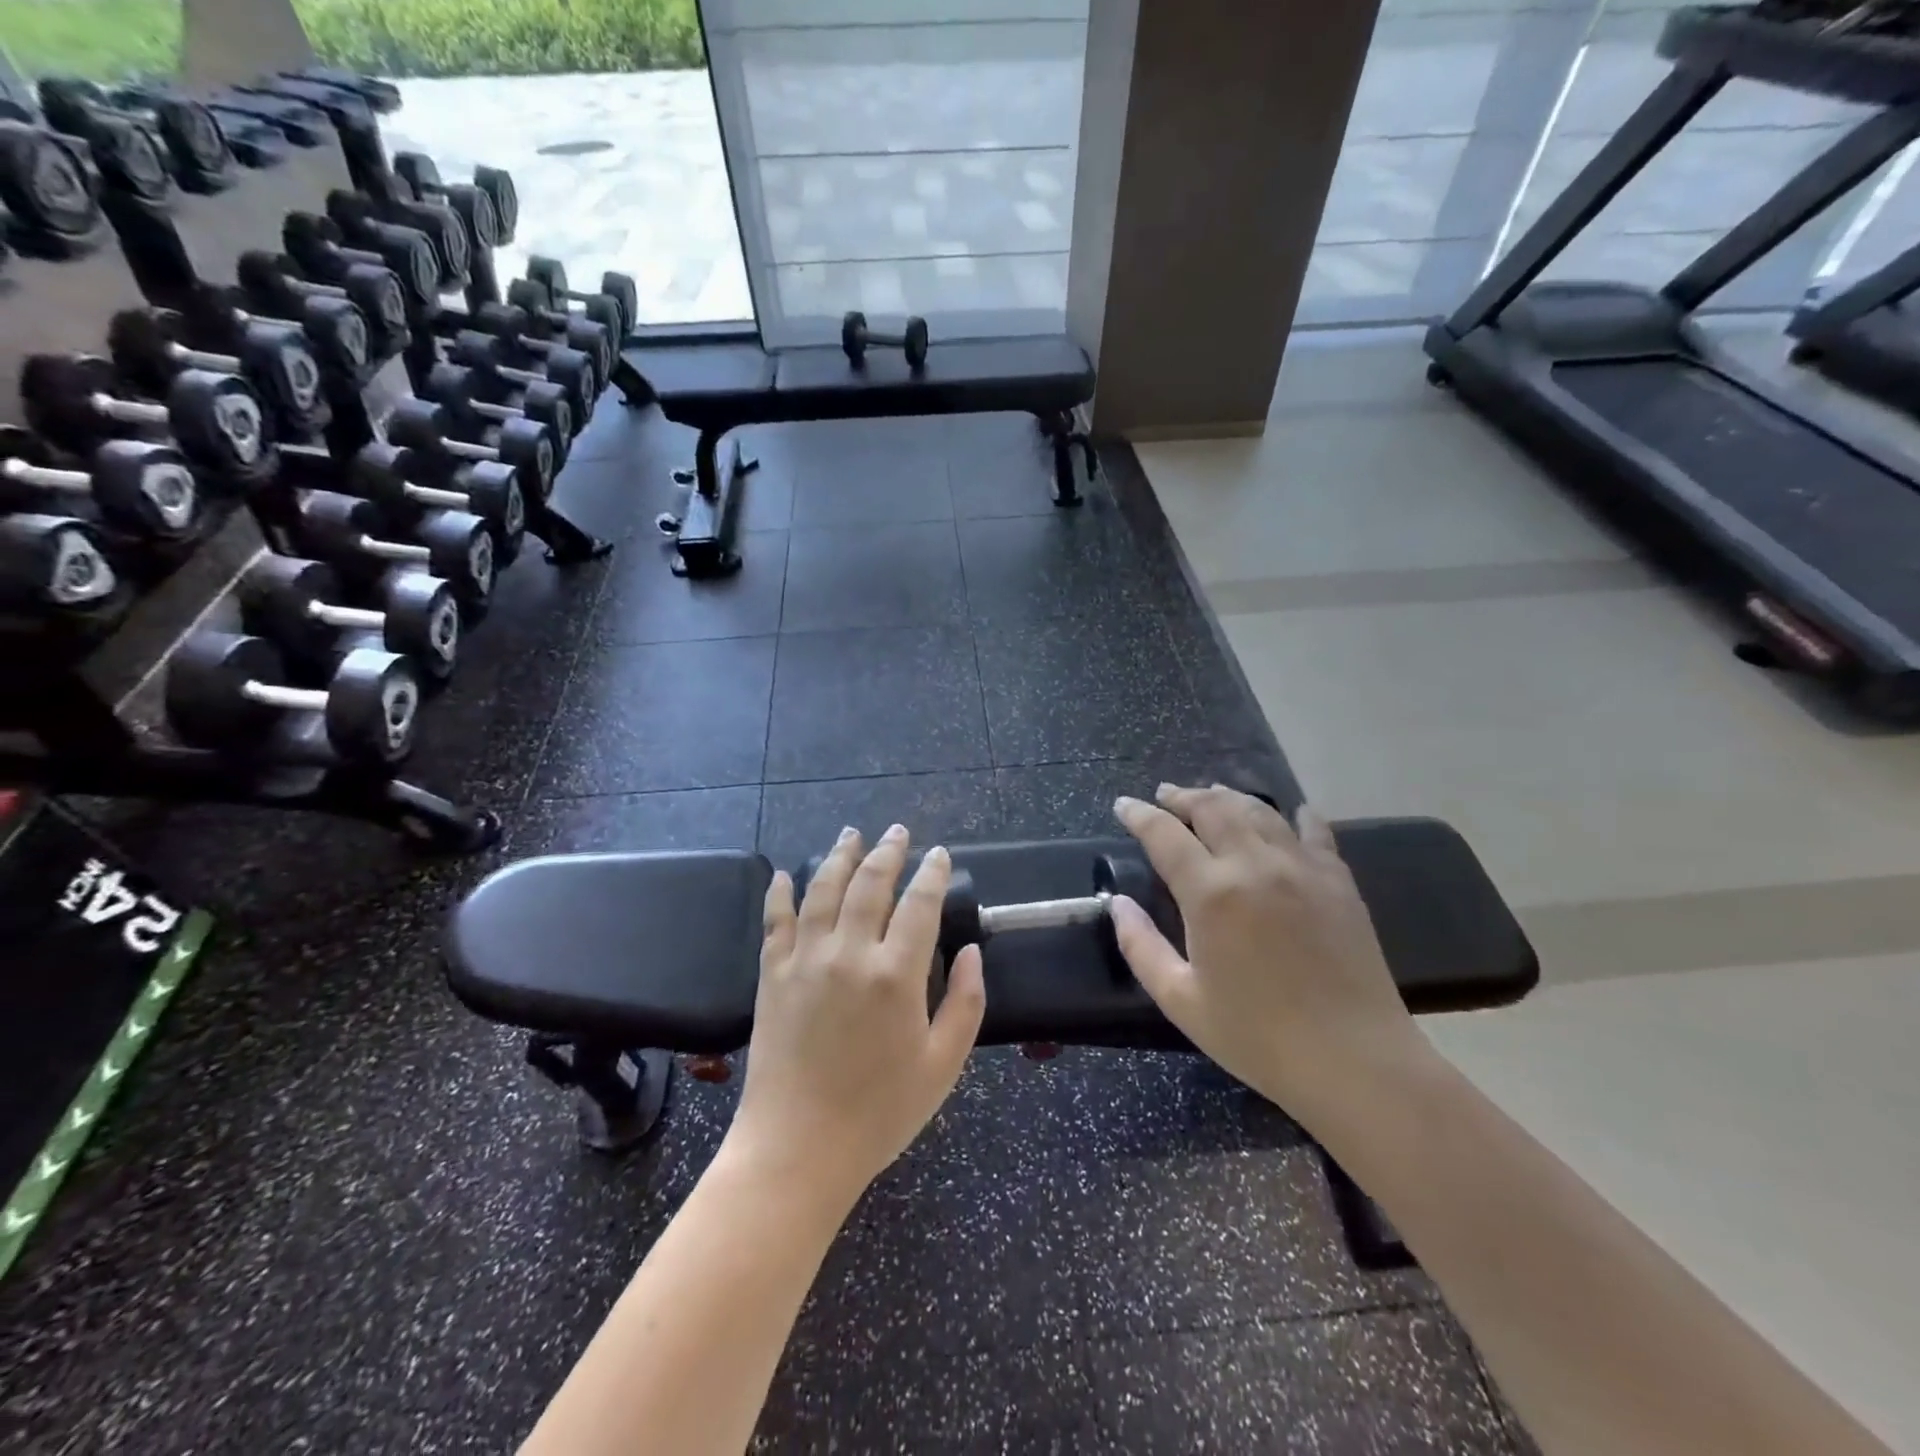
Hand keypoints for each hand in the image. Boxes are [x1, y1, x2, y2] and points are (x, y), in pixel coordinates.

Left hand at [725, 825, 986, 1205]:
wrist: (797, 1149)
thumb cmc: (880, 1112)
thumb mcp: (942, 1065)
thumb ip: (966, 1003)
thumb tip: (972, 951)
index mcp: (896, 975)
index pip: (920, 904)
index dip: (932, 874)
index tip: (939, 855)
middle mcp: (849, 954)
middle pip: (870, 884)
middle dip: (887, 852)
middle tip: (897, 832)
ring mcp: (805, 960)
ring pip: (823, 890)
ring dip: (839, 856)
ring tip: (851, 834)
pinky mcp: (772, 975)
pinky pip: (775, 921)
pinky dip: (780, 893)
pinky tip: (784, 874)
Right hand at [1111, 784, 1425, 1115]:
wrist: (1354, 1061)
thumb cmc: (1257, 1037)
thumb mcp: (1180, 1000)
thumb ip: (1140, 945)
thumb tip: (1118, 902)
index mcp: (1211, 893)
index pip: (1164, 834)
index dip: (1139, 814)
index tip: (1123, 805)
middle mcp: (1254, 865)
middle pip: (1212, 808)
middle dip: (1182, 796)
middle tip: (1165, 796)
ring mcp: (1302, 868)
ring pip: (1258, 811)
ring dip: (1228, 797)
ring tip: (1211, 794)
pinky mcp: (1338, 880)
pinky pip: (1314, 831)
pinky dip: (1296, 816)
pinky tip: (1291, 812)